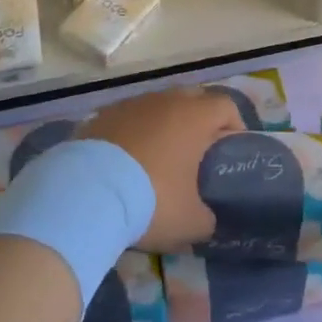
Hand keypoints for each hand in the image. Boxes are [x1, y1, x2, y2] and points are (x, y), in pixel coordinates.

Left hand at [82, 88, 242, 250]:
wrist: (86, 193)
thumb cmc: (151, 200)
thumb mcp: (190, 222)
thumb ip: (208, 218)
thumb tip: (207, 219)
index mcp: (194, 117)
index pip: (226, 106)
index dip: (234, 126)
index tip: (231, 151)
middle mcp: (165, 100)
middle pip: (193, 99)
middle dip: (200, 120)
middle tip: (198, 152)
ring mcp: (131, 104)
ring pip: (158, 105)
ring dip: (165, 124)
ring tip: (160, 157)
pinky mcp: (103, 114)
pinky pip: (129, 117)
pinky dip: (135, 132)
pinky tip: (127, 161)